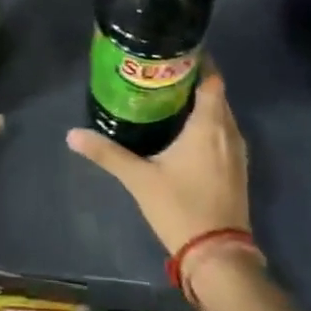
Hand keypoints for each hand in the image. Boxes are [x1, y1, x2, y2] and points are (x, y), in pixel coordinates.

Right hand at [66, 66, 250, 258]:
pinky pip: (224, 133)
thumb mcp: (139, 178)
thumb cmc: (180, 207)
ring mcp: (237, 151)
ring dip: (202, 104)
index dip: (197, 63)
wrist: (218, 256)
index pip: (211, 78)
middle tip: (161, 74)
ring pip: (221, 115)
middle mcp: (228, 131)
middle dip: (193, 81)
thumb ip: (107, 153)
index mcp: (209, 124)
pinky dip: (208, 125)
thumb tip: (72, 134)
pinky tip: (186, 133)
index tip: (173, 55)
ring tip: (170, 98)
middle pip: (216, 94)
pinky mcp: (237, 169)